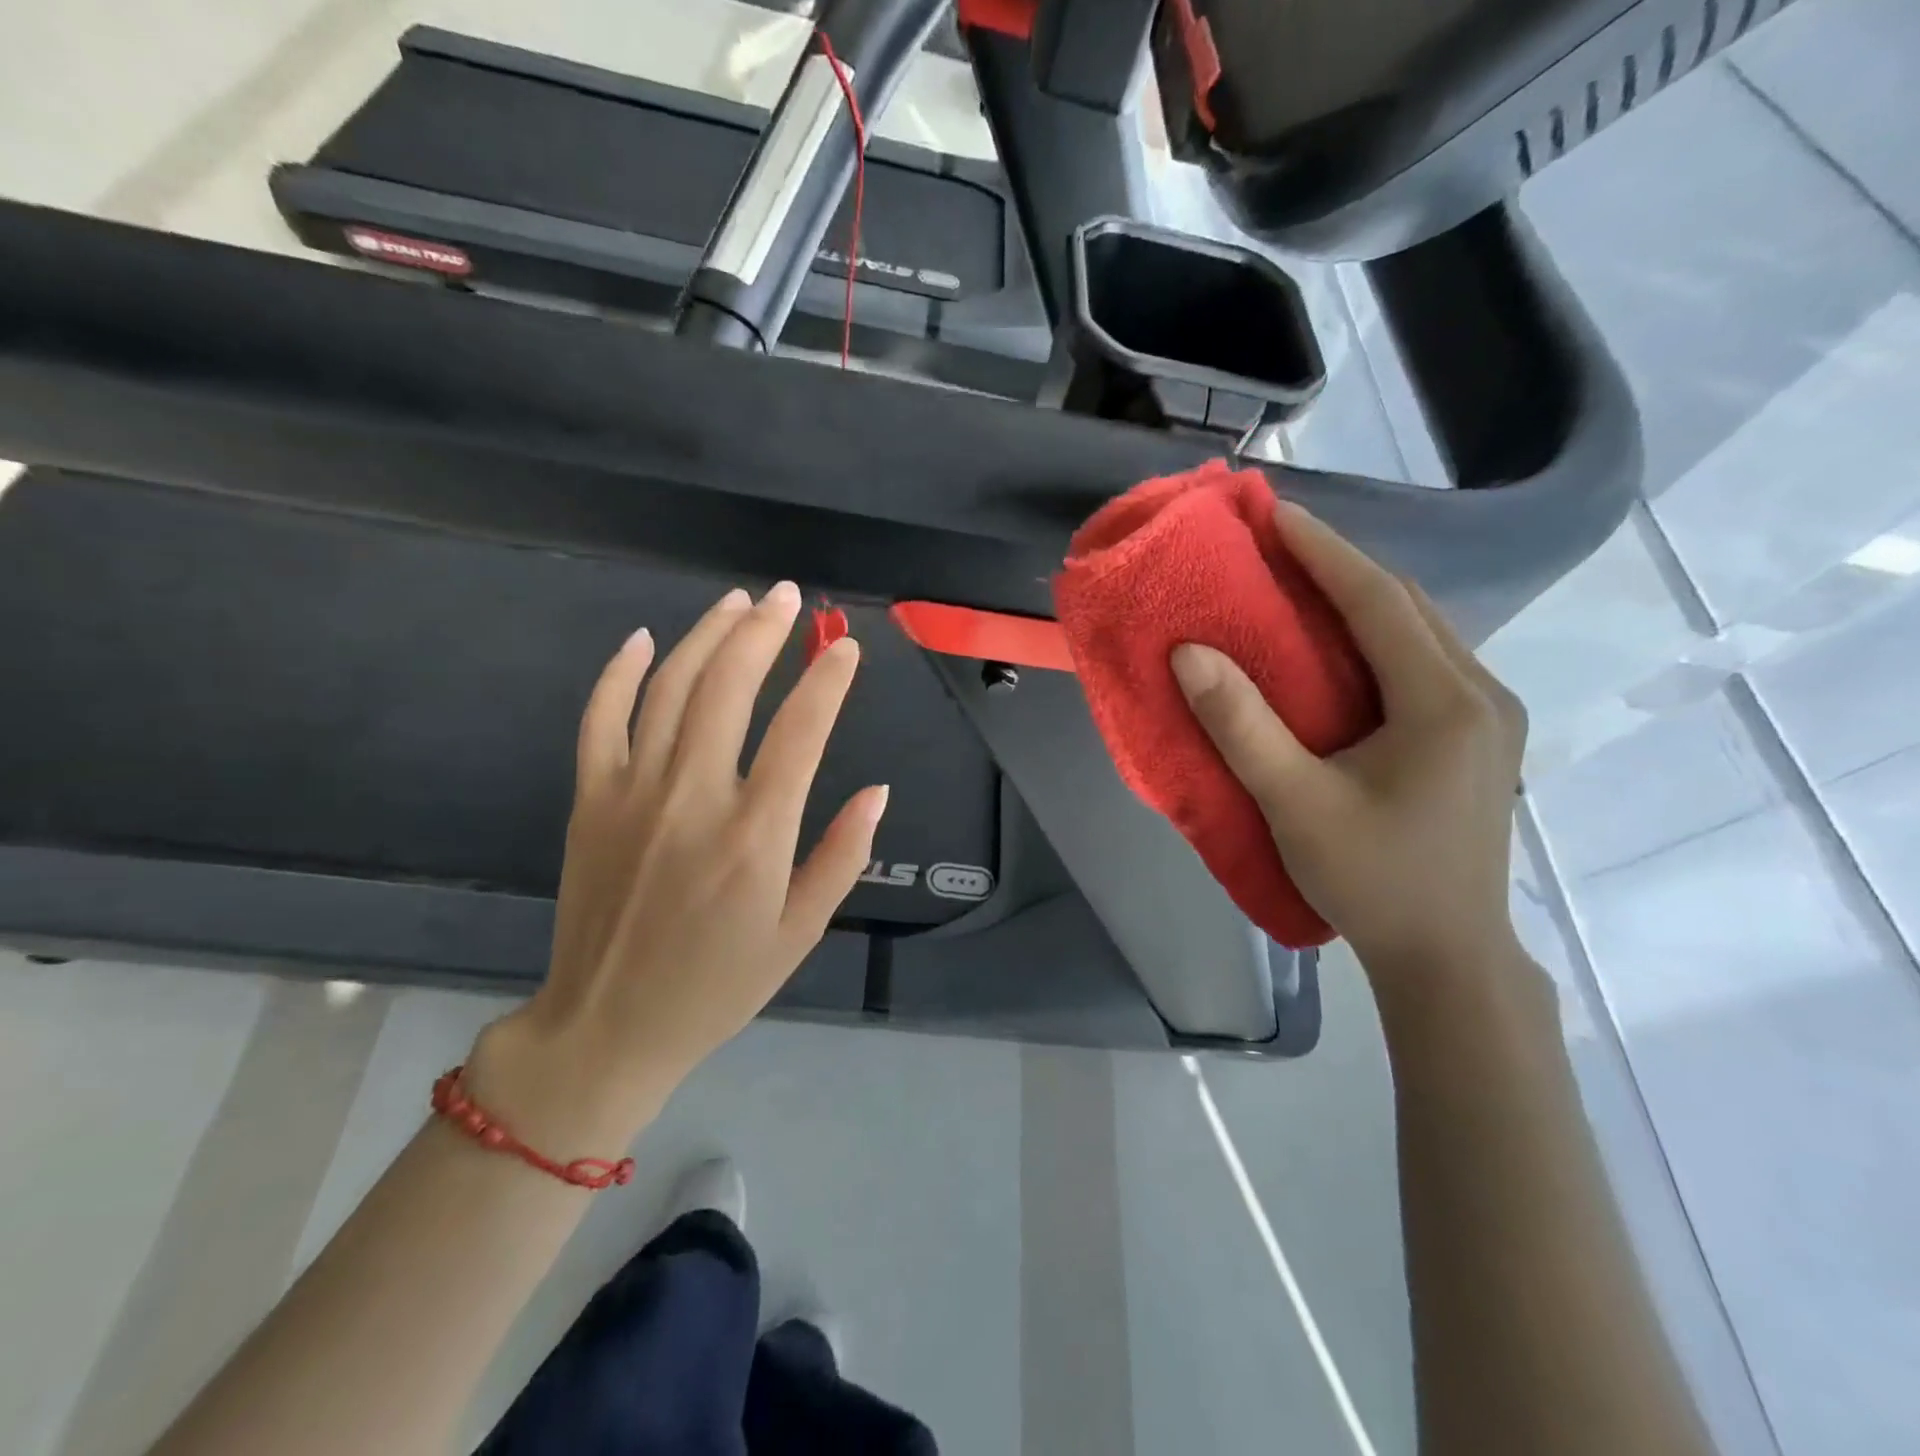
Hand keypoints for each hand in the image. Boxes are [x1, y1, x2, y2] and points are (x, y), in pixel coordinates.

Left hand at [468, 583, 887, 1152]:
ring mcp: (633, 792)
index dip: (827, 680)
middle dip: (765, 632)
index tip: (846, 647)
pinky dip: (619, 672)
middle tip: (789, 597)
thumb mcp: (800, 933)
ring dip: (706, 635)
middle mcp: (693, 798)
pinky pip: (600, 718)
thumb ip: (842, 856)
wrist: (607, 1026)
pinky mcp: (590, 799)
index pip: (801, 731)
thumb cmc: (718, 985)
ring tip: (738, 602)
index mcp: (754, 835)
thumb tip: (878, 791)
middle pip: (730, 687)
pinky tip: (643, 639)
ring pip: (670, 688)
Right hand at [1171, 503, 1527, 989]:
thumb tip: (1189, 653)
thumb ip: (1241, 725)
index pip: (1379, 601)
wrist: (1448, 957)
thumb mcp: (1294, 803)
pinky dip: (1381, 636)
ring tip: (1305, 582)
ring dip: (1365, 599)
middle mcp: (1480, 695)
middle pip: (1409, 606)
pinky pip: (1426, 662)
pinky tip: (1346, 646)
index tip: (1275, 513)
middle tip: (1282, 543)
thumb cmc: (1371, 881)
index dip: (1324, 551)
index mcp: (1443, 703)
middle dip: (1344, 566)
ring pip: (1423, 632)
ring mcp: (1490, 717)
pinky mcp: (1481, 739)